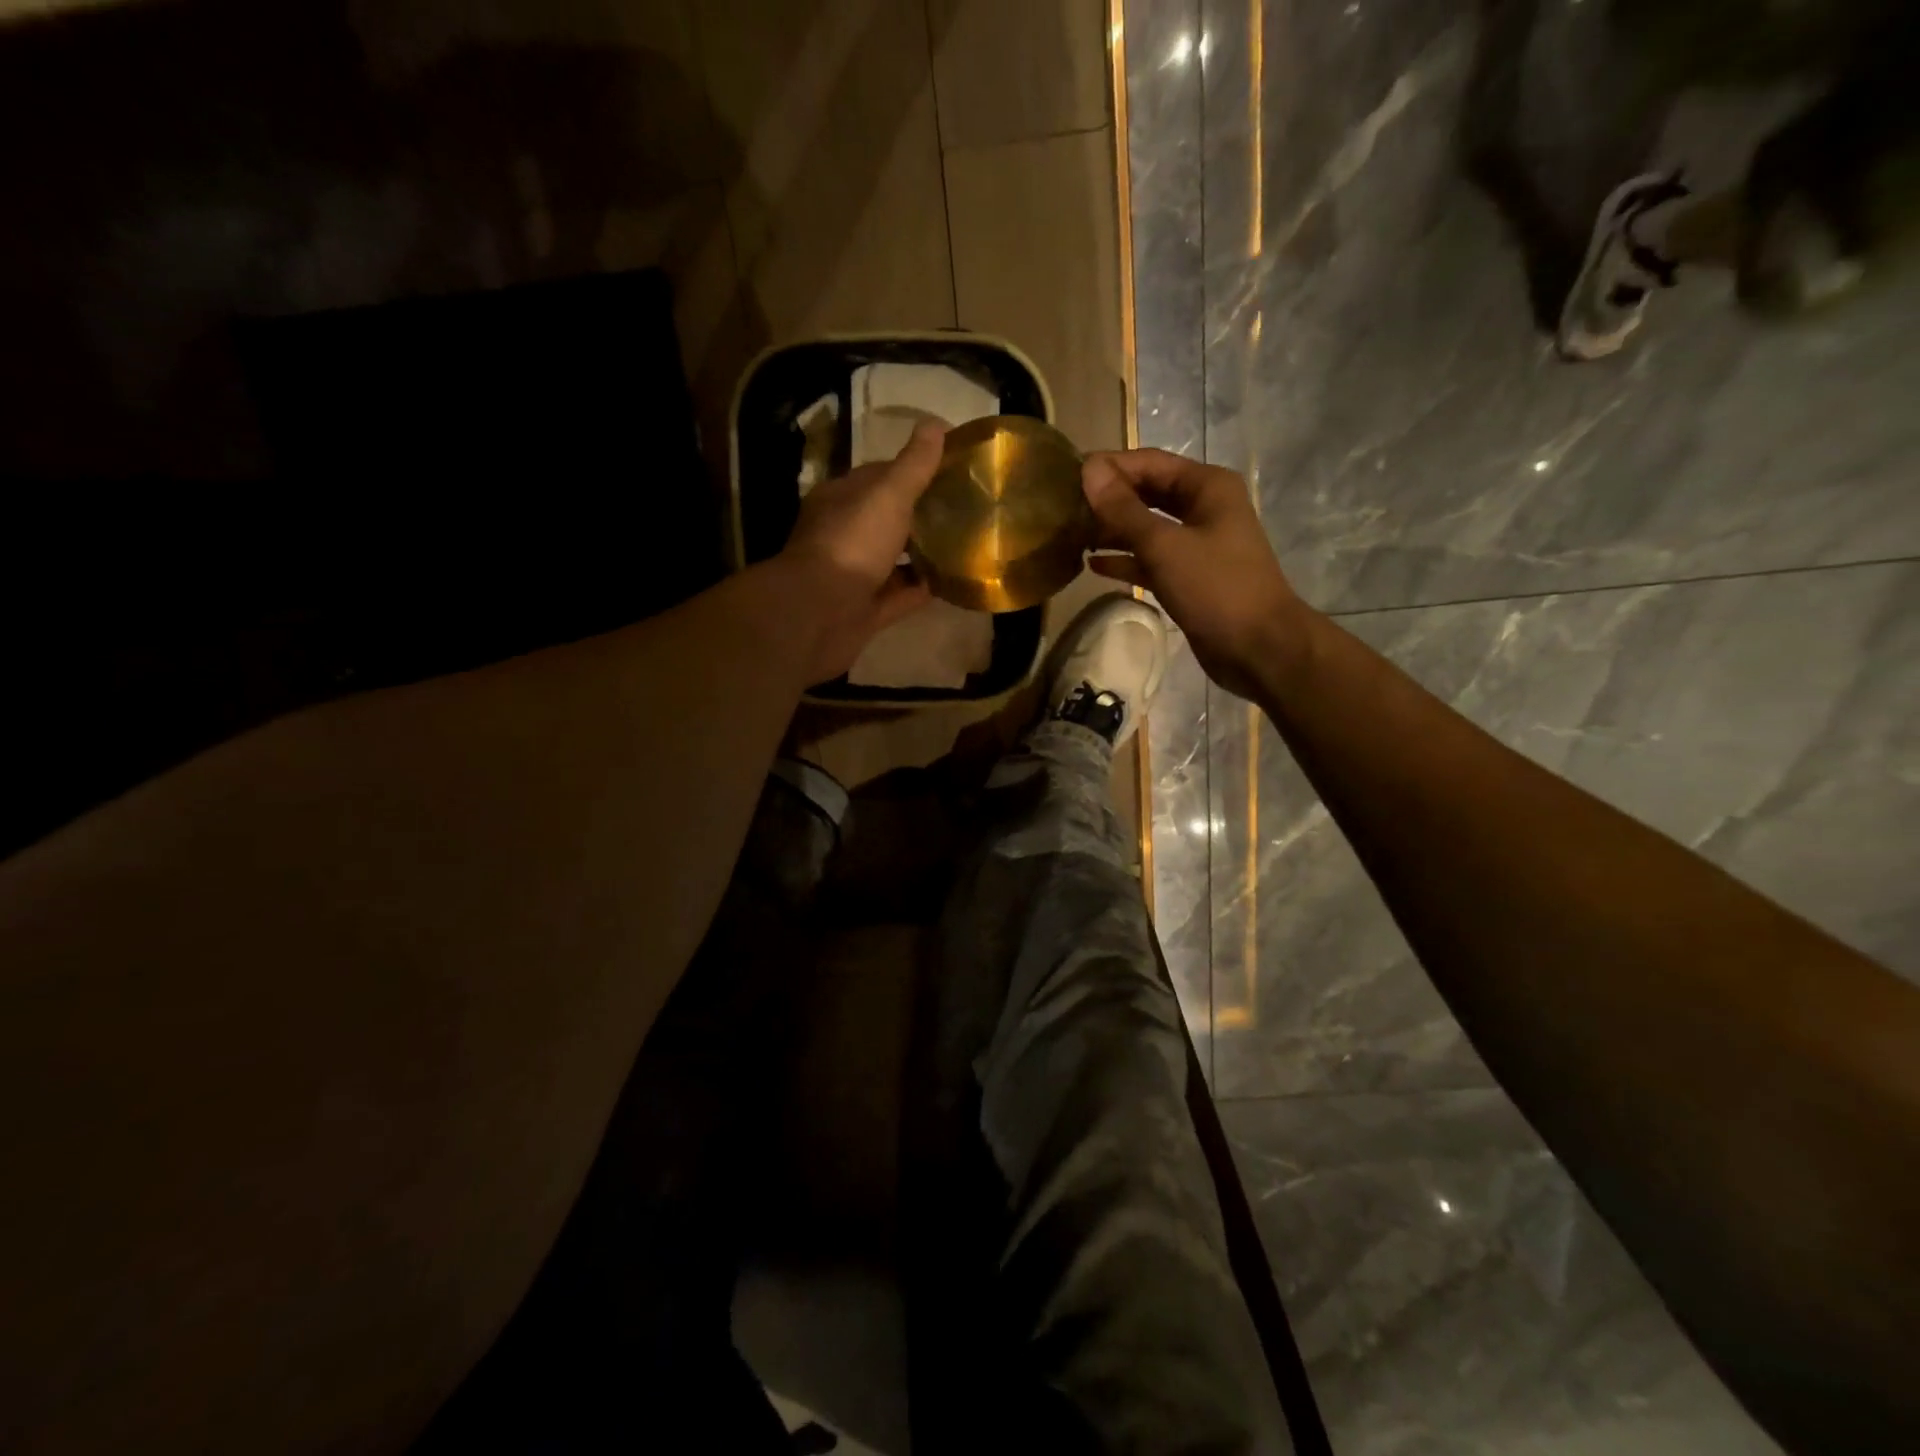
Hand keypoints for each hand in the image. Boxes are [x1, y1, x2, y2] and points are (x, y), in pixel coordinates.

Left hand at [778, 420, 942, 683]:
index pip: (879, 477)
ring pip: (894, 560)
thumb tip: (936, 423)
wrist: (819, 614)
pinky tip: (953, 582)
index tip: (950, 470)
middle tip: (965, 509)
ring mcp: (854, 576)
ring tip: (965, 544)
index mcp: (841, 499)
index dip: (913, 470)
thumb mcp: (888, 494)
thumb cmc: (852, 543)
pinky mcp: (866, 611)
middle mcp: (844, 535)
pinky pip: (901, 595)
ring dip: (924, 553)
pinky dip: (923, 589)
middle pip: (888, 519)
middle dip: (921, 514)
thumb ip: (914, 465)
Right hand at [1083, 449, 1308, 700]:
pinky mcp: (1189, 577)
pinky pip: (1151, 559)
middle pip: (1147, 493)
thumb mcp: (1164, 546)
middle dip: (1108, 499)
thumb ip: (1123, 510)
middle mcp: (1203, 508)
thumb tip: (1089, 470)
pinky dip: (1126, 560)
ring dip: (1113, 531)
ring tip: (1071, 535)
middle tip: (1064, 507)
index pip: (1149, 463)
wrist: (1258, 647)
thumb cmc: (1216, 588)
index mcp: (1206, 487)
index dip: (1109, 467)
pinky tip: (1094, 564)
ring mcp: (1197, 544)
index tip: (1067, 476)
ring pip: (1147, 528)